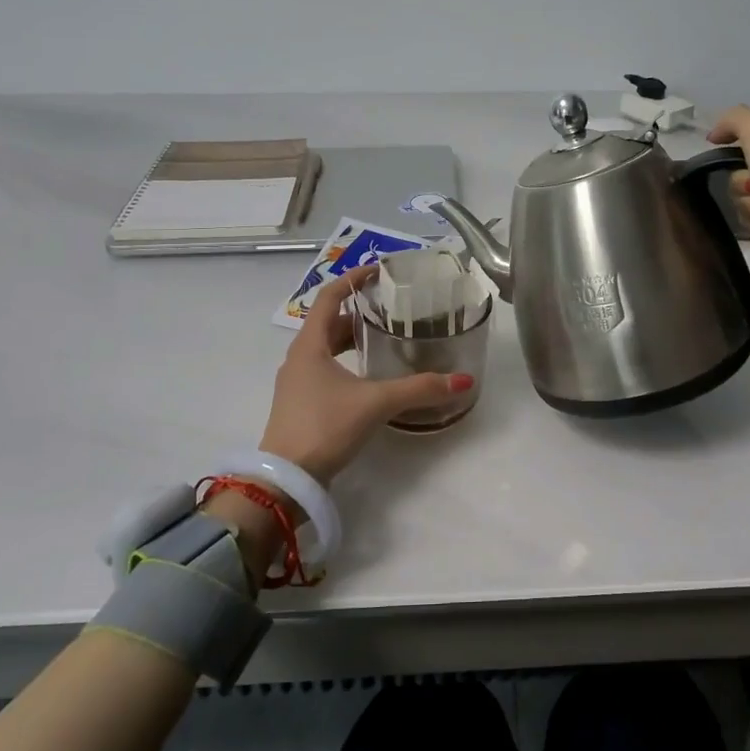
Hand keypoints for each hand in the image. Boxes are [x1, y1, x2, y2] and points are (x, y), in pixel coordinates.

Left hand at [258, 265, 474, 483]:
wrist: (286, 479)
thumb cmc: (325, 427)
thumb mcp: (376, 403)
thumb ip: (419, 389)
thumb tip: (462, 380)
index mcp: (309, 345)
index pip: (328, 296)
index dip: (352, 279)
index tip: (378, 271)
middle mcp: (298, 357)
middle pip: (328, 321)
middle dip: (358, 311)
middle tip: (390, 308)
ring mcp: (296, 382)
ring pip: (325, 347)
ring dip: (351, 338)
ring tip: (384, 337)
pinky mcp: (300, 403)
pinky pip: (324, 368)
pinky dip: (345, 361)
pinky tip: (368, 376)